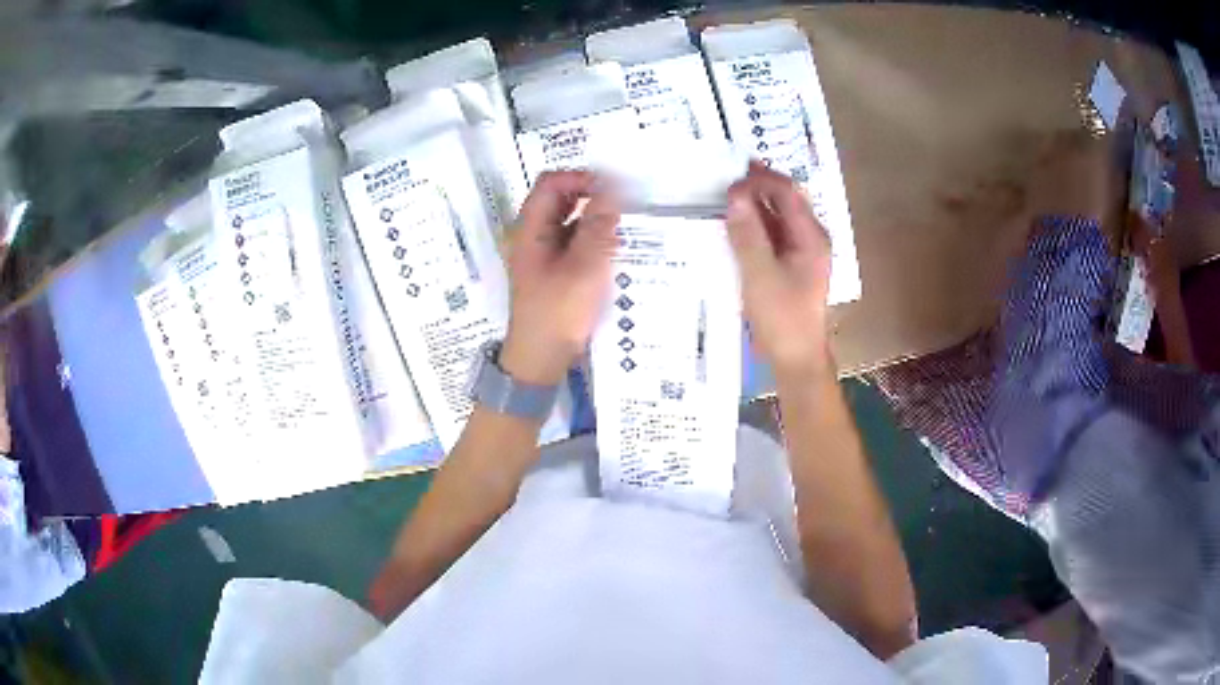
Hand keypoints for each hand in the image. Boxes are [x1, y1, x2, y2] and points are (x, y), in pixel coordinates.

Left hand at [501, 171, 619, 385]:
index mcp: (530, 229)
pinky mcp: (554, 271)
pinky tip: (616, 250)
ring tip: (624, 227)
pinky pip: (574, 243)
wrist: (540, 359)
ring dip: (595, 219)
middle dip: (591, 196)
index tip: (614, 187)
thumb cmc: (559, 312)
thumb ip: (598, 226)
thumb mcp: (584, 267)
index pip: (551, 183)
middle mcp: (533, 236)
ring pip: (569, 222)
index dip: (581, 177)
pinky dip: (593, 240)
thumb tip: (611, 190)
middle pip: (560, 200)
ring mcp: (542, 254)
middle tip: (624, 204)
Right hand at [726, 162, 833, 377]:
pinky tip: (732, 227)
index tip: (729, 181)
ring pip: (776, 218)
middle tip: (722, 180)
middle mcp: (810, 238)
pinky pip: (771, 236)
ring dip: (753, 207)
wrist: (796, 359)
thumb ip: (748, 234)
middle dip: (756, 188)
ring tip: (722, 199)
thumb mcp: (760, 275)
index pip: (787, 193)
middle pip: (784, 201)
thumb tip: (735, 195)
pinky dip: (753, 227)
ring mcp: (801, 252)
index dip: (760, 181)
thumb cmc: (782, 318)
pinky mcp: (790, 266)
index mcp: (811, 237)